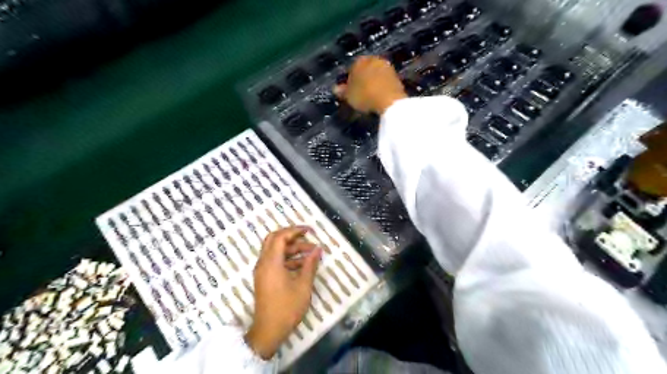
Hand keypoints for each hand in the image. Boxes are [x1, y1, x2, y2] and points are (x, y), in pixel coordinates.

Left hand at [244, 225, 321, 358]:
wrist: (268, 331)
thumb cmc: (287, 308)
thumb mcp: (303, 285)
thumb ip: (310, 264)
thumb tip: (318, 249)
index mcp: (271, 262)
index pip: (280, 237)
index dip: (295, 230)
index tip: (310, 231)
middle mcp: (263, 263)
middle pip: (274, 240)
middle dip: (291, 236)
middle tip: (307, 236)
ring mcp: (262, 271)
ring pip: (275, 250)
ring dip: (292, 249)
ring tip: (311, 253)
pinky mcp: (264, 278)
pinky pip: (275, 261)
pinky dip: (288, 258)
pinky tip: (302, 265)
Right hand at [333, 56, 406, 112]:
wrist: (389, 100)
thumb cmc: (364, 95)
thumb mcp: (349, 96)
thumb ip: (342, 91)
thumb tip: (335, 88)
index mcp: (359, 61)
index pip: (351, 68)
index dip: (349, 80)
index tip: (349, 90)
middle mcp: (373, 59)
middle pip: (365, 69)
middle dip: (362, 79)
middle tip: (359, 92)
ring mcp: (387, 67)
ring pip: (376, 74)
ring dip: (373, 82)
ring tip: (369, 96)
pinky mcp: (397, 76)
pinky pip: (384, 81)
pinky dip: (381, 87)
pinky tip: (379, 96)